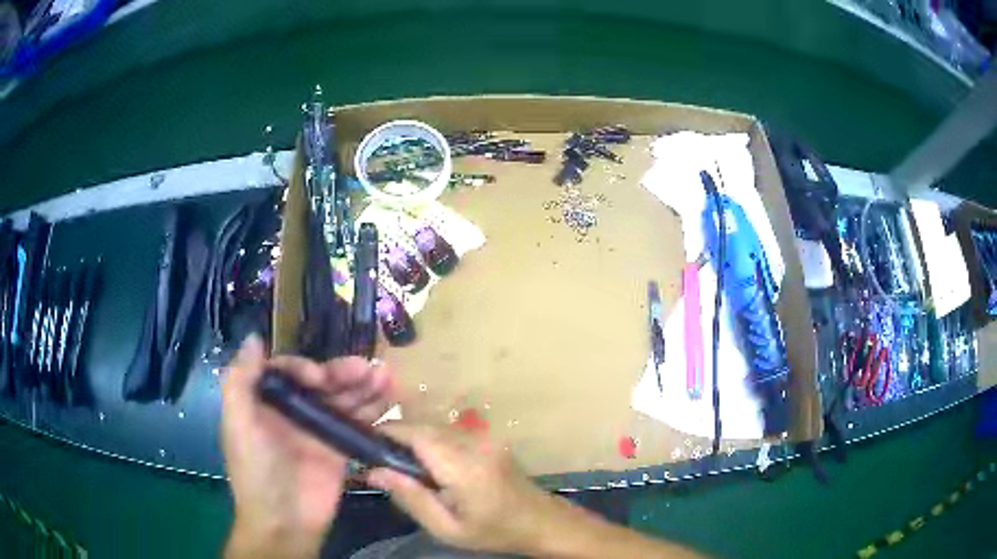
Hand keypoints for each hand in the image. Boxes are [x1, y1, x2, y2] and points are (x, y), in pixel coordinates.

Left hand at [221, 335, 393, 558]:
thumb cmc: (256, 471)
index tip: (320, 378)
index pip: (288, 370)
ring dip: (364, 385)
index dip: (304, 367)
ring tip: (387, 376)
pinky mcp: (339, 449)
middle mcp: (292, 411)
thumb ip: (239, 381)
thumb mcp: (238, 425)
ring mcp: (318, 430)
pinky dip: (373, 408)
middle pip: (321, 381)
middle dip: (344, 372)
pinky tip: (390, 398)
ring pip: (342, 398)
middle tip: (369, 369)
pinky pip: (357, 422)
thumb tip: (254, 338)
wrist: (284, 522)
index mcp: (265, 401)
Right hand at [365, 425, 565, 555]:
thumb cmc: (492, 531)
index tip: (364, 445)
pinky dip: (430, 441)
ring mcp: (485, 438)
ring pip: (435, 426)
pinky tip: (428, 464)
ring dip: (413, 438)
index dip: (388, 433)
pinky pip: (449, 432)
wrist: (539, 521)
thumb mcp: (447, 528)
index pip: (418, 435)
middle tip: (378, 459)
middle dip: (397, 436)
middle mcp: (475, 443)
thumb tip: (374, 471)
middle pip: (424, 426)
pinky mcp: (488, 438)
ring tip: (400, 464)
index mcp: (465, 467)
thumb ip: (411, 498)